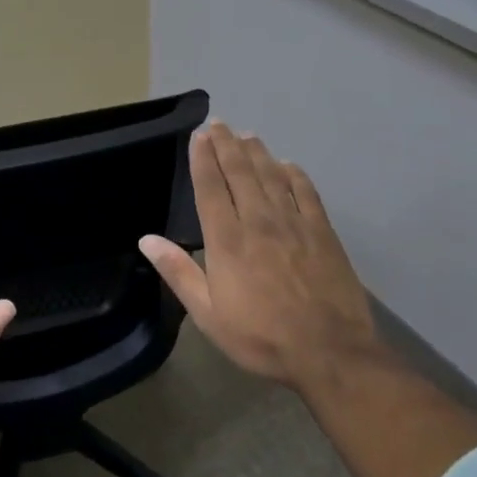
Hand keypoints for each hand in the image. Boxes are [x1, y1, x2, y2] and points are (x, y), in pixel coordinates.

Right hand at [140, 122, 377, 392]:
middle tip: (218, 123)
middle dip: (226, 144)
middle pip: (240, 172)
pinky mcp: (323, 232)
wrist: (330, 353)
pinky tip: (287, 164)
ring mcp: (294, 223)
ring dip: (256, 152)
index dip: (202, 158)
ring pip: (271, 175)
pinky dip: (294, 174)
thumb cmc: (261, 337)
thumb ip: (178, 272)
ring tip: (246, 135)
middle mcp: (258, 220)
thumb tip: (146, 239)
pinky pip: (306, 192)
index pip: (210, 186)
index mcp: (227, 239)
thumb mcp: (208, 314)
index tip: (198, 136)